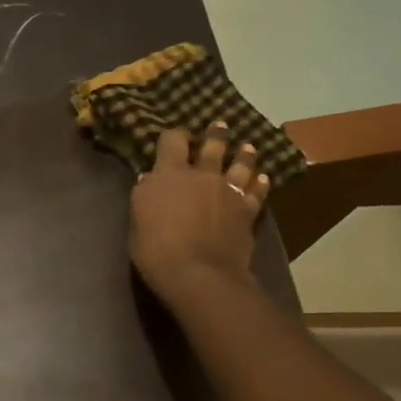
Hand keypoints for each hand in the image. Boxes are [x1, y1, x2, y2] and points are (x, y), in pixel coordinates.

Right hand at [129, 124, 272, 307]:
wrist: (199, 274)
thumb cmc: (156, 250)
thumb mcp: (137, 220)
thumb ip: (146, 196)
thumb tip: (150, 180)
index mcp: (169, 174)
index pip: (173, 140)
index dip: (175, 134)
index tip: (176, 135)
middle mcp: (202, 175)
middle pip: (213, 146)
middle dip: (216, 134)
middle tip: (220, 126)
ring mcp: (228, 191)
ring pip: (241, 164)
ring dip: (244, 154)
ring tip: (247, 147)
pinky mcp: (247, 210)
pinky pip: (257, 191)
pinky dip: (260, 183)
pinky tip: (263, 178)